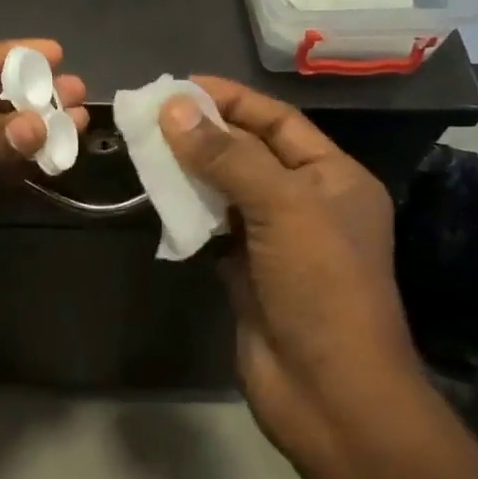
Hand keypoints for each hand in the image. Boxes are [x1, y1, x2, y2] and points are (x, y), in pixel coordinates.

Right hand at [159, 78, 422, 461]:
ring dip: (189, 170)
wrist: (329, 392)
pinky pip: (211, 226)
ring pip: (225, 189)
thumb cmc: (321, 286)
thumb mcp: (283, 207)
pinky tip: (156, 195)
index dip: (231, 100)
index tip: (180, 86)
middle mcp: (306, 202)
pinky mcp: (245, 270)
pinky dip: (186, 210)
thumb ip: (228, 156)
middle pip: (248, 152)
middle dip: (203, 132)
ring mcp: (274, 239)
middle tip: (150, 114)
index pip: (278, 122)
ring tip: (144, 147)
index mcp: (333, 178)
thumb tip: (174, 109)